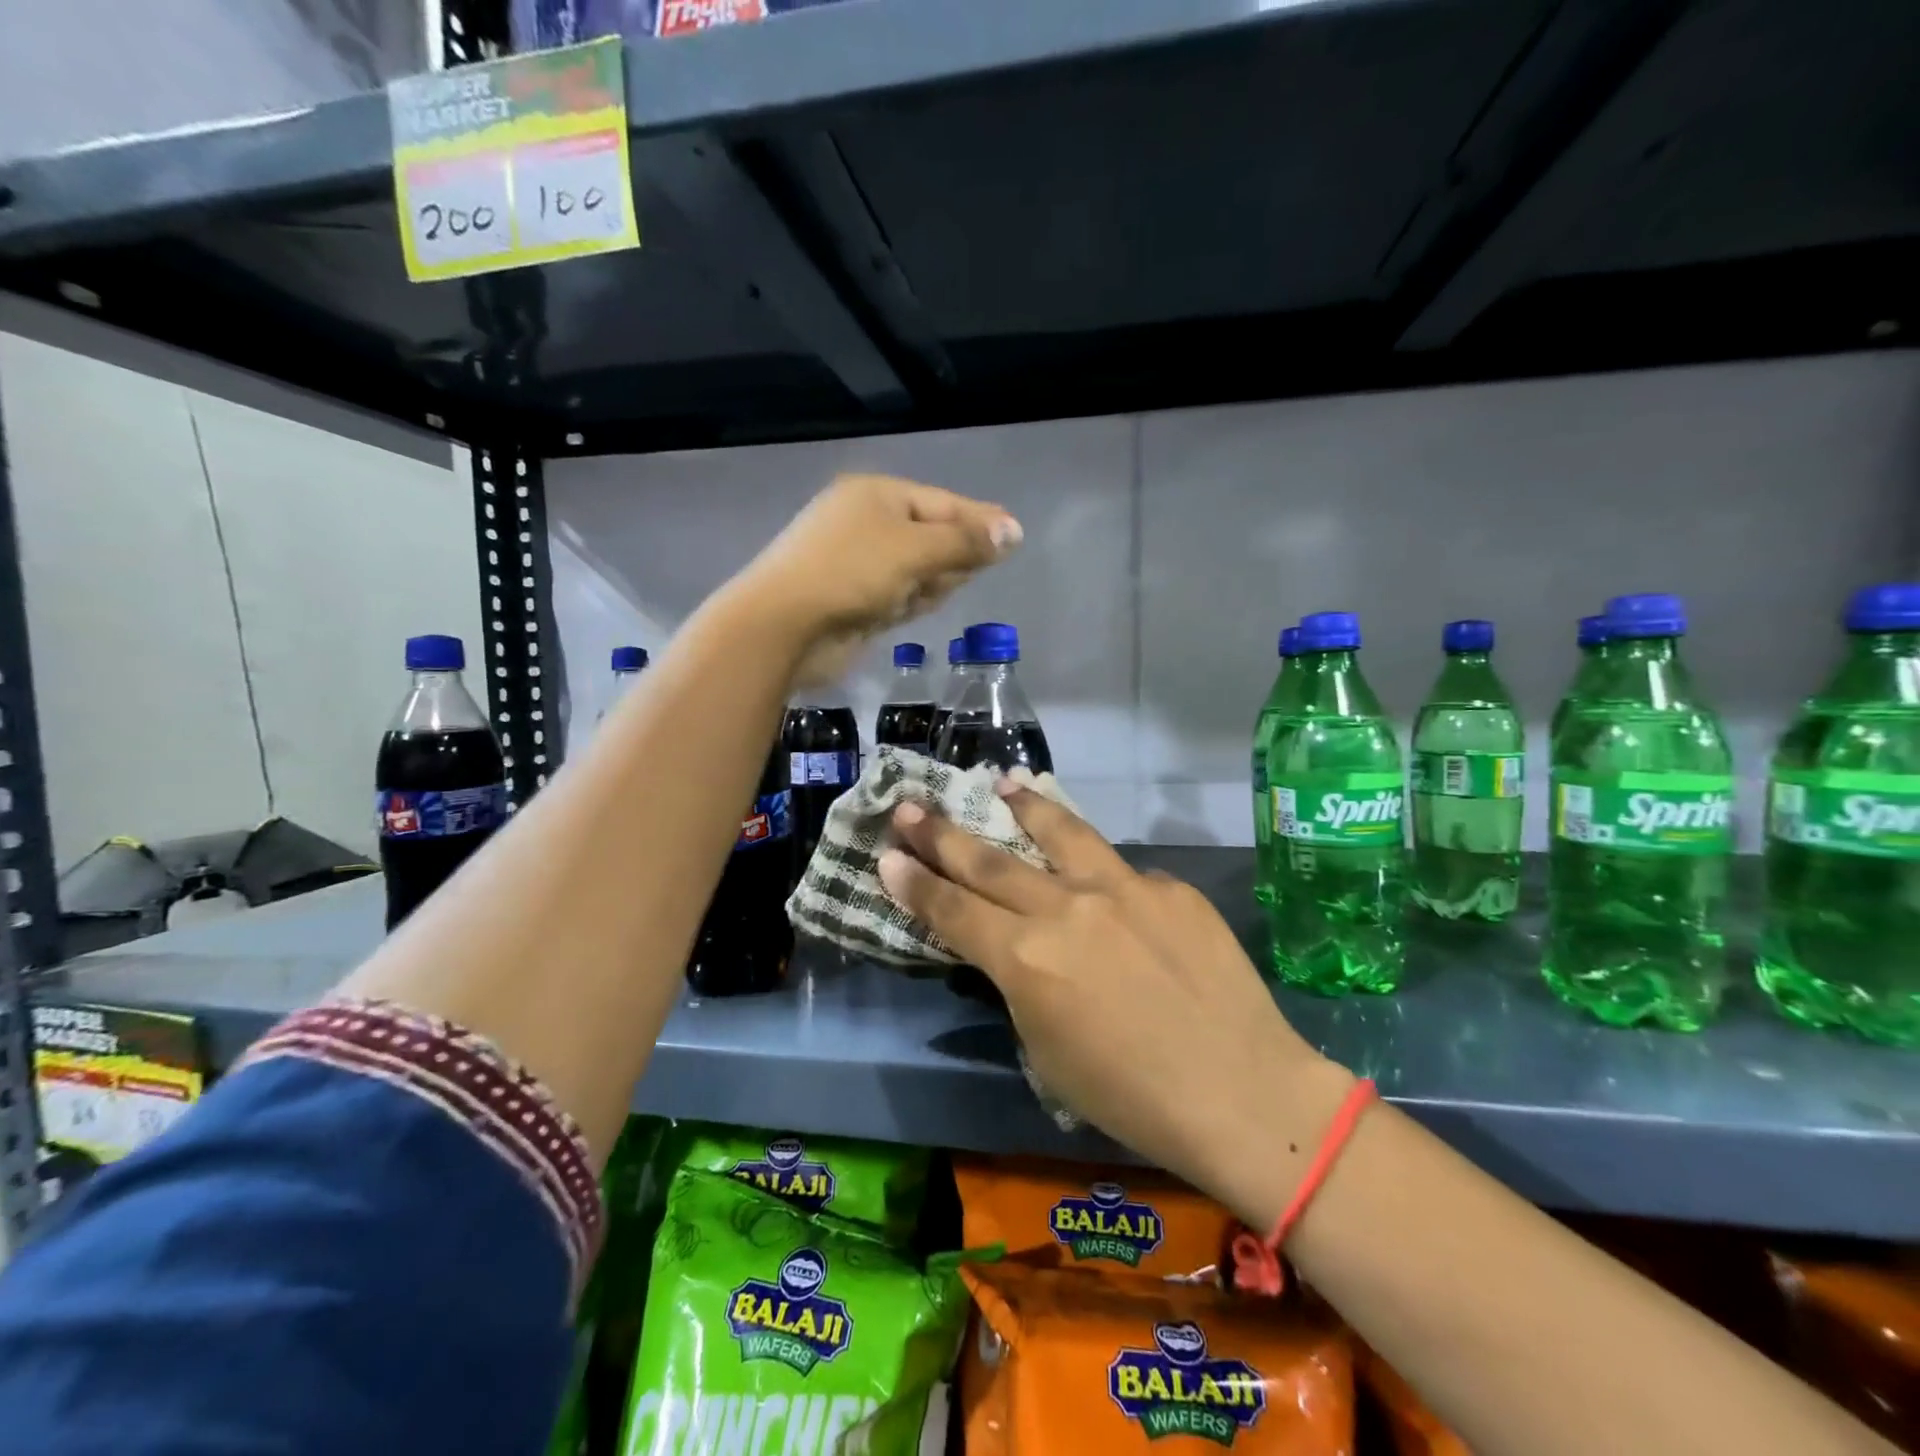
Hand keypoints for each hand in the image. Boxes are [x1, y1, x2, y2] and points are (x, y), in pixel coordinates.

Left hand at [728, 473, 1020, 684]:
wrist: (783, 627)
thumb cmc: (851, 573)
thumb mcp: (915, 550)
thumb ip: (965, 542)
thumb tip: (1013, 532)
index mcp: (876, 496)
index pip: (941, 503)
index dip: (980, 520)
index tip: (1016, 536)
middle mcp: (865, 524)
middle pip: (930, 536)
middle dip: (953, 554)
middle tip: (979, 569)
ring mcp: (857, 565)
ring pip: (915, 569)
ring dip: (932, 581)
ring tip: (936, 591)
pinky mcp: (853, 602)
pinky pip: (897, 595)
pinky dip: (911, 601)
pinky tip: (918, 608)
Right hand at [877, 788, 1350, 1223]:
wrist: (1244, 1093)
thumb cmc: (1132, 1098)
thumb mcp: (1047, 1053)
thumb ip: (1022, 985)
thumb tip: (1016, 947)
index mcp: (1027, 959)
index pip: (953, 910)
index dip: (915, 882)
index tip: (887, 855)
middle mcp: (1066, 908)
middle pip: (989, 861)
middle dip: (942, 833)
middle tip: (910, 805)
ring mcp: (1122, 888)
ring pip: (1059, 831)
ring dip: (1024, 805)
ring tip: (1003, 782)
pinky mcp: (1169, 887)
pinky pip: (1122, 873)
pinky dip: (1100, 872)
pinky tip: (1106, 886)